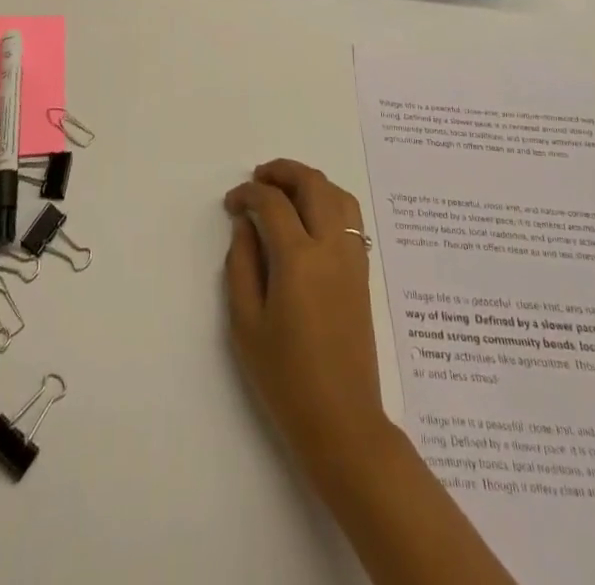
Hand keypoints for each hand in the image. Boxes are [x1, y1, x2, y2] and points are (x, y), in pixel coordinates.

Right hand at [223, 159, 391, 487]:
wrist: (342, 421)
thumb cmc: (286, 378)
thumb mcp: (246, 324)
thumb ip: (241, 265)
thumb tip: (244, 224)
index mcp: (298, 259)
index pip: (272, 203)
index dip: (248, 194)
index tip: (231, 203)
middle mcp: (330, 247)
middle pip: (312, 183)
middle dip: (282, 171)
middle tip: (258, 179)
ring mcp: (352, 258)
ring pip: (338, 194)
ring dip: (310, 181)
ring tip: (285, 190)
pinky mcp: (363, 272)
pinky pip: (351, 217)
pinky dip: (330, 200)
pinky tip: (310, 216)